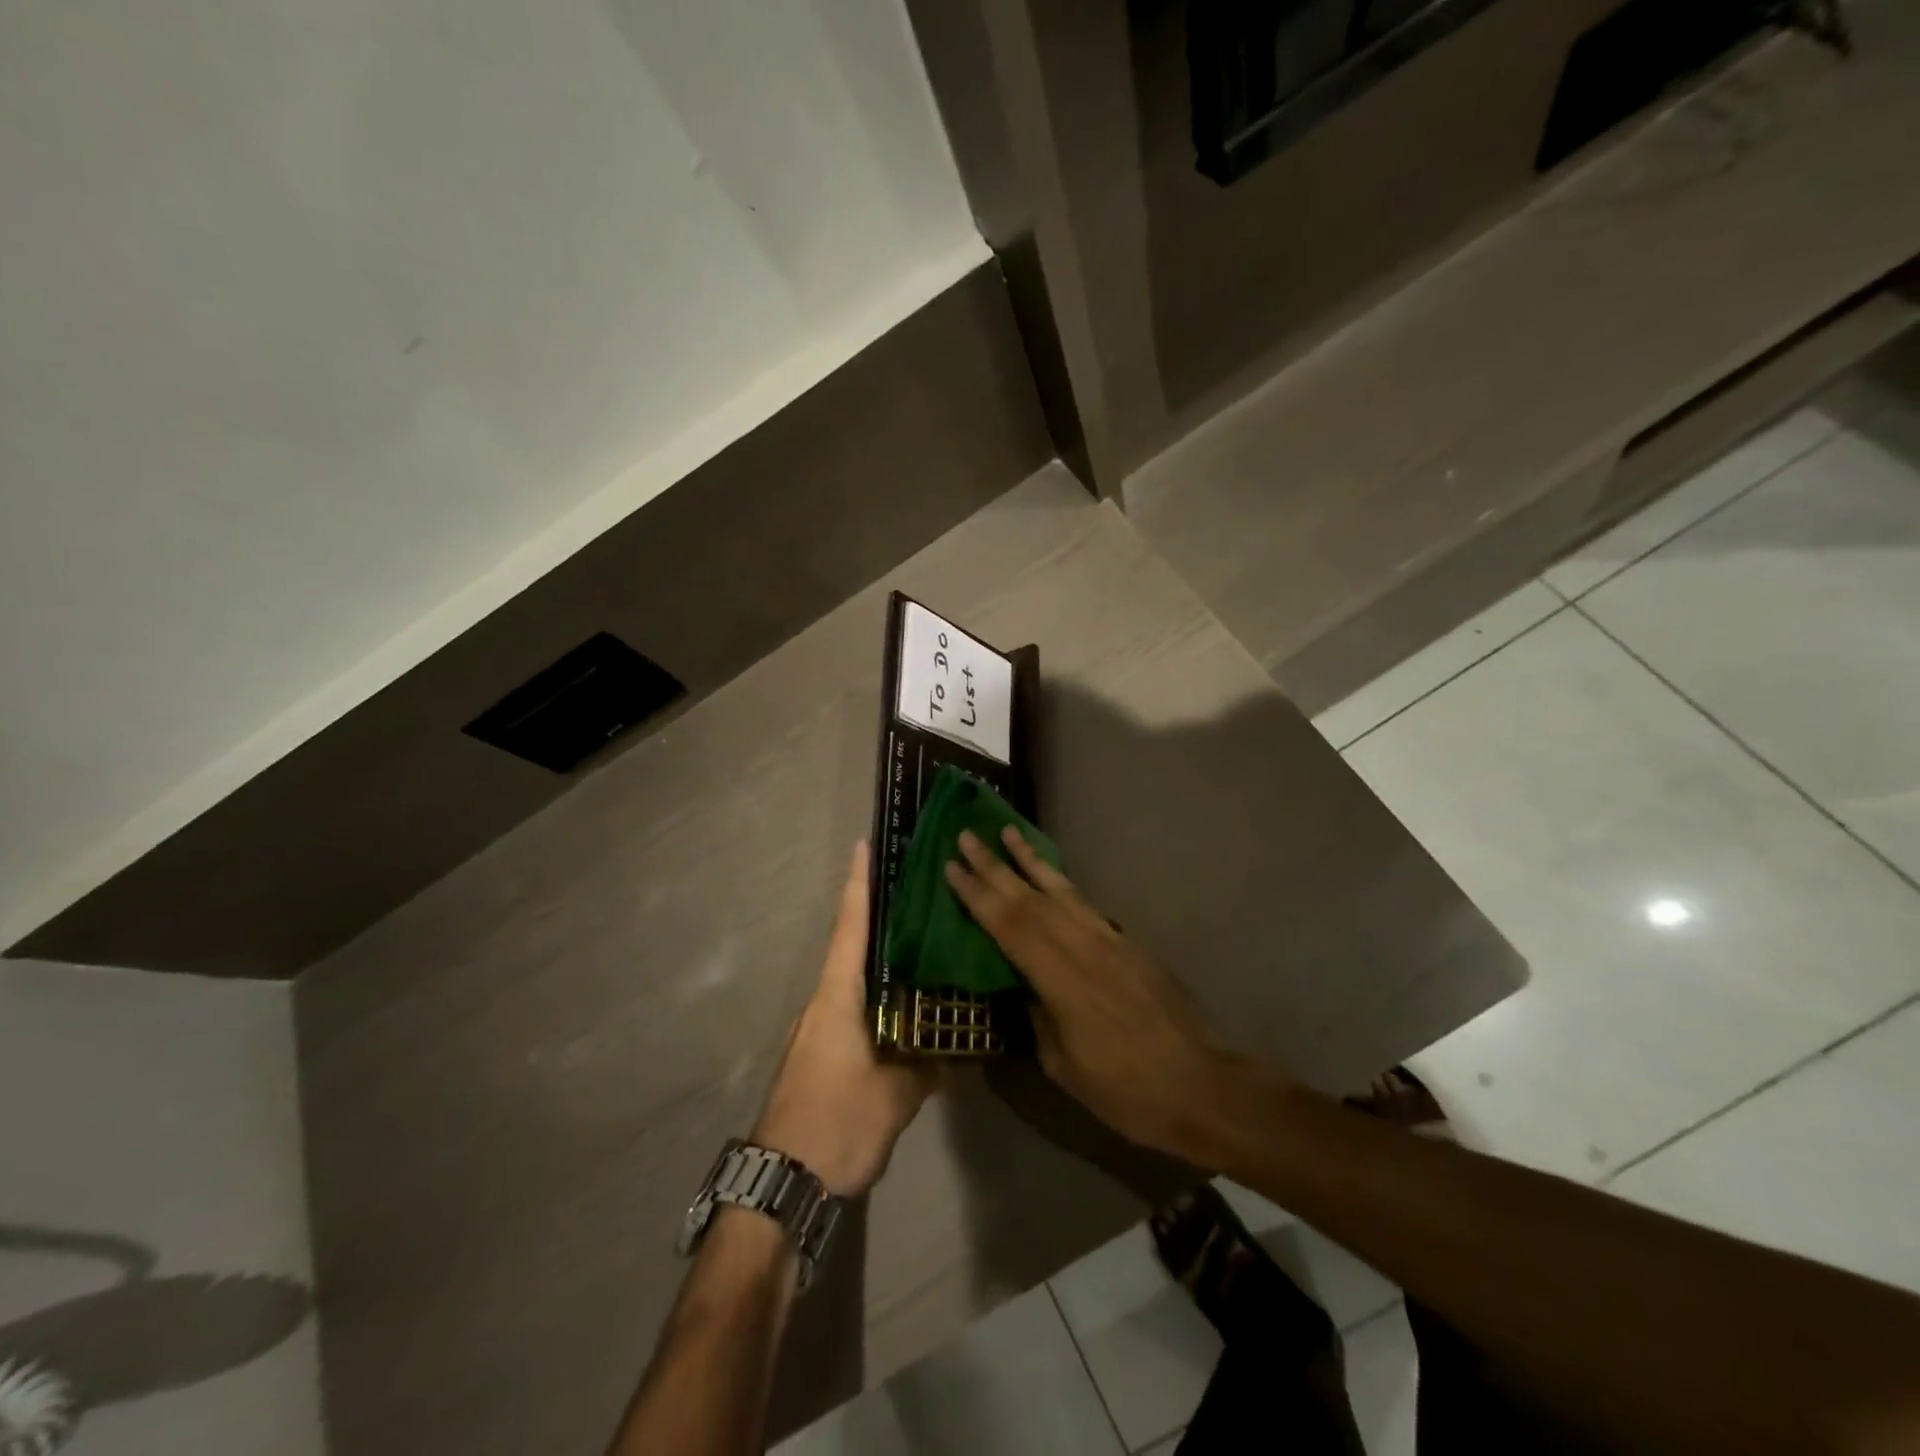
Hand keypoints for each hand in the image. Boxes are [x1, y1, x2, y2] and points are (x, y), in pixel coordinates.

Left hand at [753, 842, 937, 1196]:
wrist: (783, 1183)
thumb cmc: (835, 1122)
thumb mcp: (894, 1095)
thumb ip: (930, 1066)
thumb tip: (966, 1050)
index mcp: (837, 996)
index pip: (851, 927)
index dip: (859, 884)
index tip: (866, 844)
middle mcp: (825, 1002)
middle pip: (854, 945)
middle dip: (880, 915)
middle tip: (918, 890)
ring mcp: (821, 1029)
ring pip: (857, 979)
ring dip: (883, 958)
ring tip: (924, 942)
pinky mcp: (825, 1054)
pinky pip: (858, 1008)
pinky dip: (882, 995)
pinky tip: (910, 1005)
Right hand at [945, 826, 1277, 1164]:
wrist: (1201, 1085)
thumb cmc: (1126, 1090)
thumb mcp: (1065, 1065)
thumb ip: (1038, 1018)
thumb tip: (1022, 988)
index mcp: (1061, 978)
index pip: (1009, 926)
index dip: (977, 896)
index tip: (951, 867)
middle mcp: (1083, 946)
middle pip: (1030, 898)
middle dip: (994, 865)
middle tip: (966, 835)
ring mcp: (1108, 940)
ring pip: (1060, 890)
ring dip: (1029, 860)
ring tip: (1007, 832)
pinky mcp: (1127, 943)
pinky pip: (1084, 903)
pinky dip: (1061, 883)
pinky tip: (1050, 875)